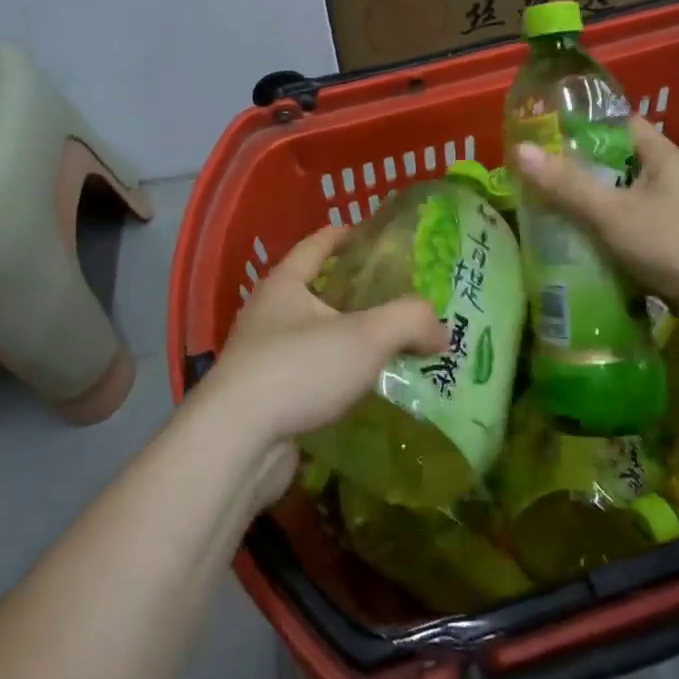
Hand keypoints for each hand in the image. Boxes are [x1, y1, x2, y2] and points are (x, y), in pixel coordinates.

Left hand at [197, 226, 448, 502]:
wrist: (236, 444)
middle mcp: (268, 313)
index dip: (348, 235)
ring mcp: (262, 357)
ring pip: (314, 336)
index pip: (318, 244)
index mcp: (285, 284)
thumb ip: (410, 321)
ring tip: (388, 345)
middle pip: (317, 290)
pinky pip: (310, 375)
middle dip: (356, 292)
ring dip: (347, 339)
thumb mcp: (366, 337)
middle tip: (398, 298)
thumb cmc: (299, 370)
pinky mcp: (265, 398)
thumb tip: (441, 330)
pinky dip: (336, 376)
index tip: (376, 236)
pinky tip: (364, 389)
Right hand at [513, 114, 678, 319]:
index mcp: (659, 156)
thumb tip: (520, 150)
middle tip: (529, 181)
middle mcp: (664, 181)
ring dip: (584, 213)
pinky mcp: (667, 251)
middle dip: (573, 175)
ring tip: (538, 216)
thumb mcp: (613, 212)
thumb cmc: (676, 243)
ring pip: (615, 206)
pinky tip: (569, 253)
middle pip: (611, 168)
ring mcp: (668, 217)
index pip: (617, 124)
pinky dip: (600, 243)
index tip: (542, 134)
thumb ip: (566, 185)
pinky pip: (624, 238)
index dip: (581, 125)